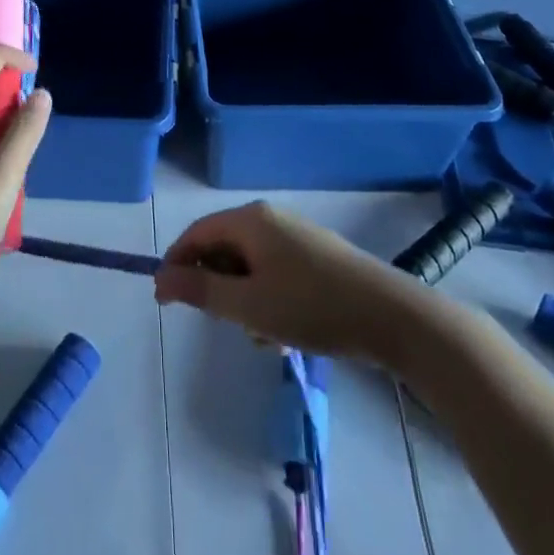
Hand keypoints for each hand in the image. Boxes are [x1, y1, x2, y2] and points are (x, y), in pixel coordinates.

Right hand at [154, 201, 414, 361]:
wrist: (392, 317)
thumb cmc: (312, 307)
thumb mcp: (248, 305)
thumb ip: (201, 290)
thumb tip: (161, 278)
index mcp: (250, 220)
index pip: (196, 234)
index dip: (176, 265)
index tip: (165, 301)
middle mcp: (270, 219)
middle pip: (223, 247)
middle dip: (216, 286)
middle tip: (222, 322)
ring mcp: (296, 236)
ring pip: (249, 264)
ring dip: (244, 299)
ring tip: (261, 335)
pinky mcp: (317, 256)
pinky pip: (274, 271)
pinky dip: (268, 298)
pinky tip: (285, 332)